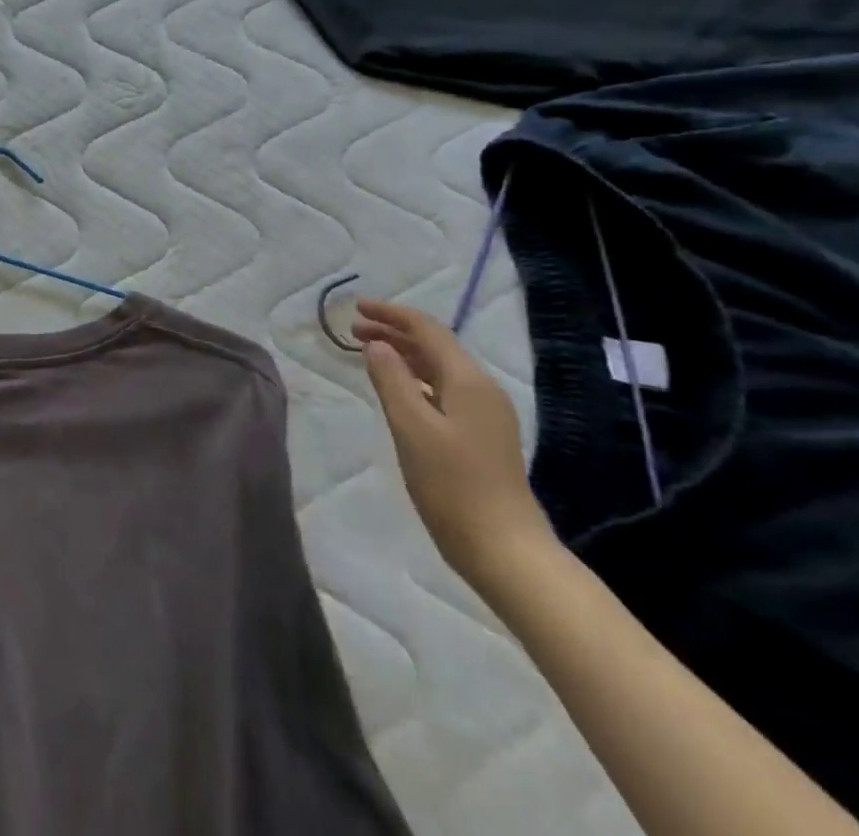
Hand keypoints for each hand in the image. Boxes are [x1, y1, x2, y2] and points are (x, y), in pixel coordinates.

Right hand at [353, 299, 559, 599]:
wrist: (505, 550)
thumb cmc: (453, 485)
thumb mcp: (411, 428)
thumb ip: (391, 380)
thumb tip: (376, 345)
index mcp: (467, 381)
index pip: (427, 330)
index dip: (391, 314)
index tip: (356, 307)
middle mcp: (481, 390)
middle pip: (434, 346)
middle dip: (393, 332)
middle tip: (353, 330)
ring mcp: (485, 414)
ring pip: (438, 368)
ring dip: (403, 355)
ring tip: (368, 353)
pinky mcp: (481, 435)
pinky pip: (442, 390)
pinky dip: (414, 379)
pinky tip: (397, 390)